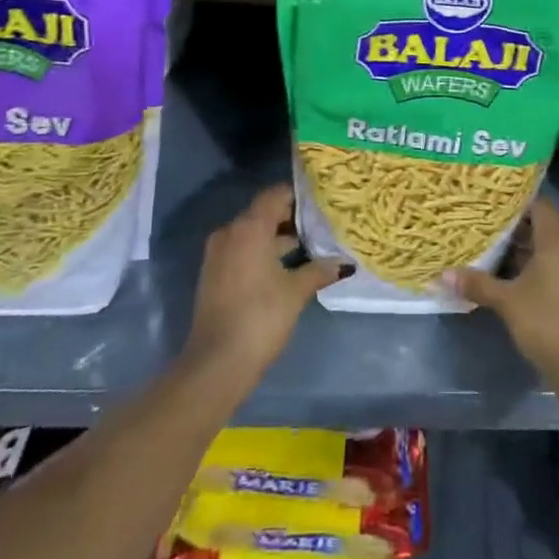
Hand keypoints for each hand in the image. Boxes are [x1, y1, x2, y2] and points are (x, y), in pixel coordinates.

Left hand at [182, 184, 343, 389]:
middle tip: (321, 224)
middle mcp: (230, 232)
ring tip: (310, 246)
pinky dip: (262, 251)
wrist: (216, 362)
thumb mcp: (296, 291)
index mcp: (249, 228)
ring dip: (277, 237)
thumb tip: (344, 263)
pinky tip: (286, 266)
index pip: (274, 195)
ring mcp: (218, 254)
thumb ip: (319, 270)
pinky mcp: (214, 274)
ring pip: (252, 233)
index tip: (321, 200)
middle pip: (263, 212)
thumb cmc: (261, 316)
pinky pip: (242, 250)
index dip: (298, 195)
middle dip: (291, 217)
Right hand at [446, 197, 558, 385]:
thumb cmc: (546, 321)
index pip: (541, 207)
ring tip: (492, 252)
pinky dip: (533, 272)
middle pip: (542, 230)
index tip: (494, 203)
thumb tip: (444, 274)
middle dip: (515, 229)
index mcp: (557, 243)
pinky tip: (511, 282)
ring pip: (547, 253)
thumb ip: (478, 284)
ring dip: (523, 253)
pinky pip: (553, 272)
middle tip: (485, 227)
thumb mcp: (506, 301)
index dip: (519, 202)